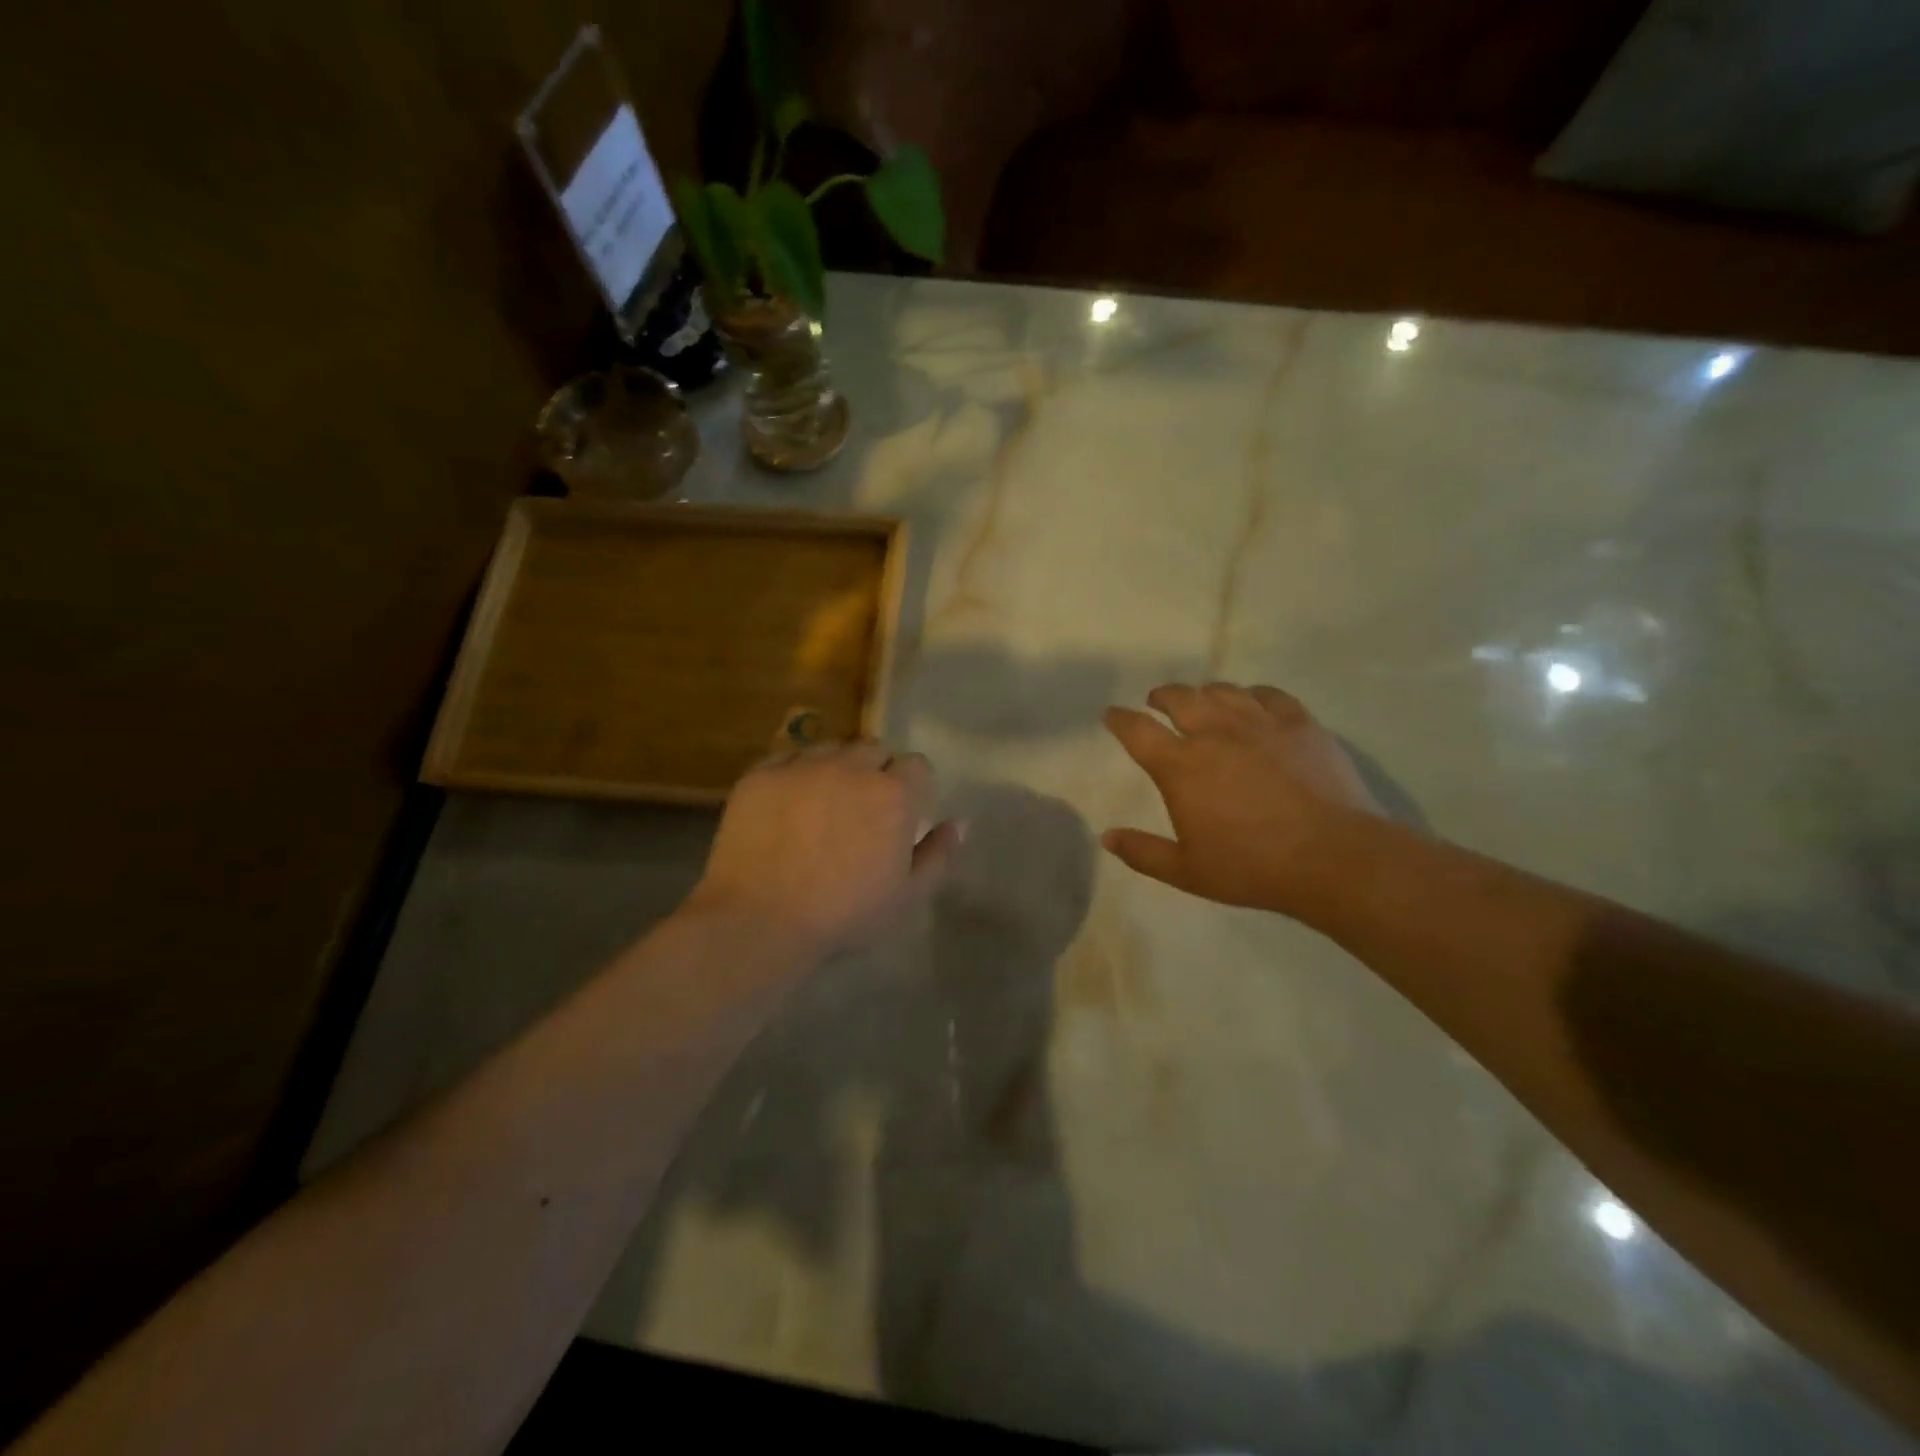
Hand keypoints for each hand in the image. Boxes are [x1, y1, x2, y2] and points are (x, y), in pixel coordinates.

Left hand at [687, 741, 962, 956]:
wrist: (760, 920)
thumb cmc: (843, 914)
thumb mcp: (906, 896)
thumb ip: (938, 854)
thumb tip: (960, 822)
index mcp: (893, 794)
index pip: (917, 765)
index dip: (913, 787)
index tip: (902, 812)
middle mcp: (851, 767)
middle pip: (874, 750)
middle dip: (876, 772)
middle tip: (862, 809)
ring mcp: (803, 766)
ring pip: (830, 749)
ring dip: (836, 768)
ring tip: (823, 803)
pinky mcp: (761, 774)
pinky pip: (787, 758)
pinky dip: (795, 773)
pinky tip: (788, 804)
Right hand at [1102, 683, 1381, 915]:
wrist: (1332, 857)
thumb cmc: (1251, 867)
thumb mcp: (1186, 871)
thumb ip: (1143, 852)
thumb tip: (1107, 837)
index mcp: (1181, 766)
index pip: (1138, 731)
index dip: (1120, 719)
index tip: (1112, 715)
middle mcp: (1215, 733)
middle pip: (1179, 698)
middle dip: (1161, 696)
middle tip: (1157, 701)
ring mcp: (1260, 724)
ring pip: (1223, 691)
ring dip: (1204, 692)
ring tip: (1202, 700)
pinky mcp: (1300, 724)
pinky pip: (1269, 695)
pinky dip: (1252, 694)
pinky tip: (1253, 702)